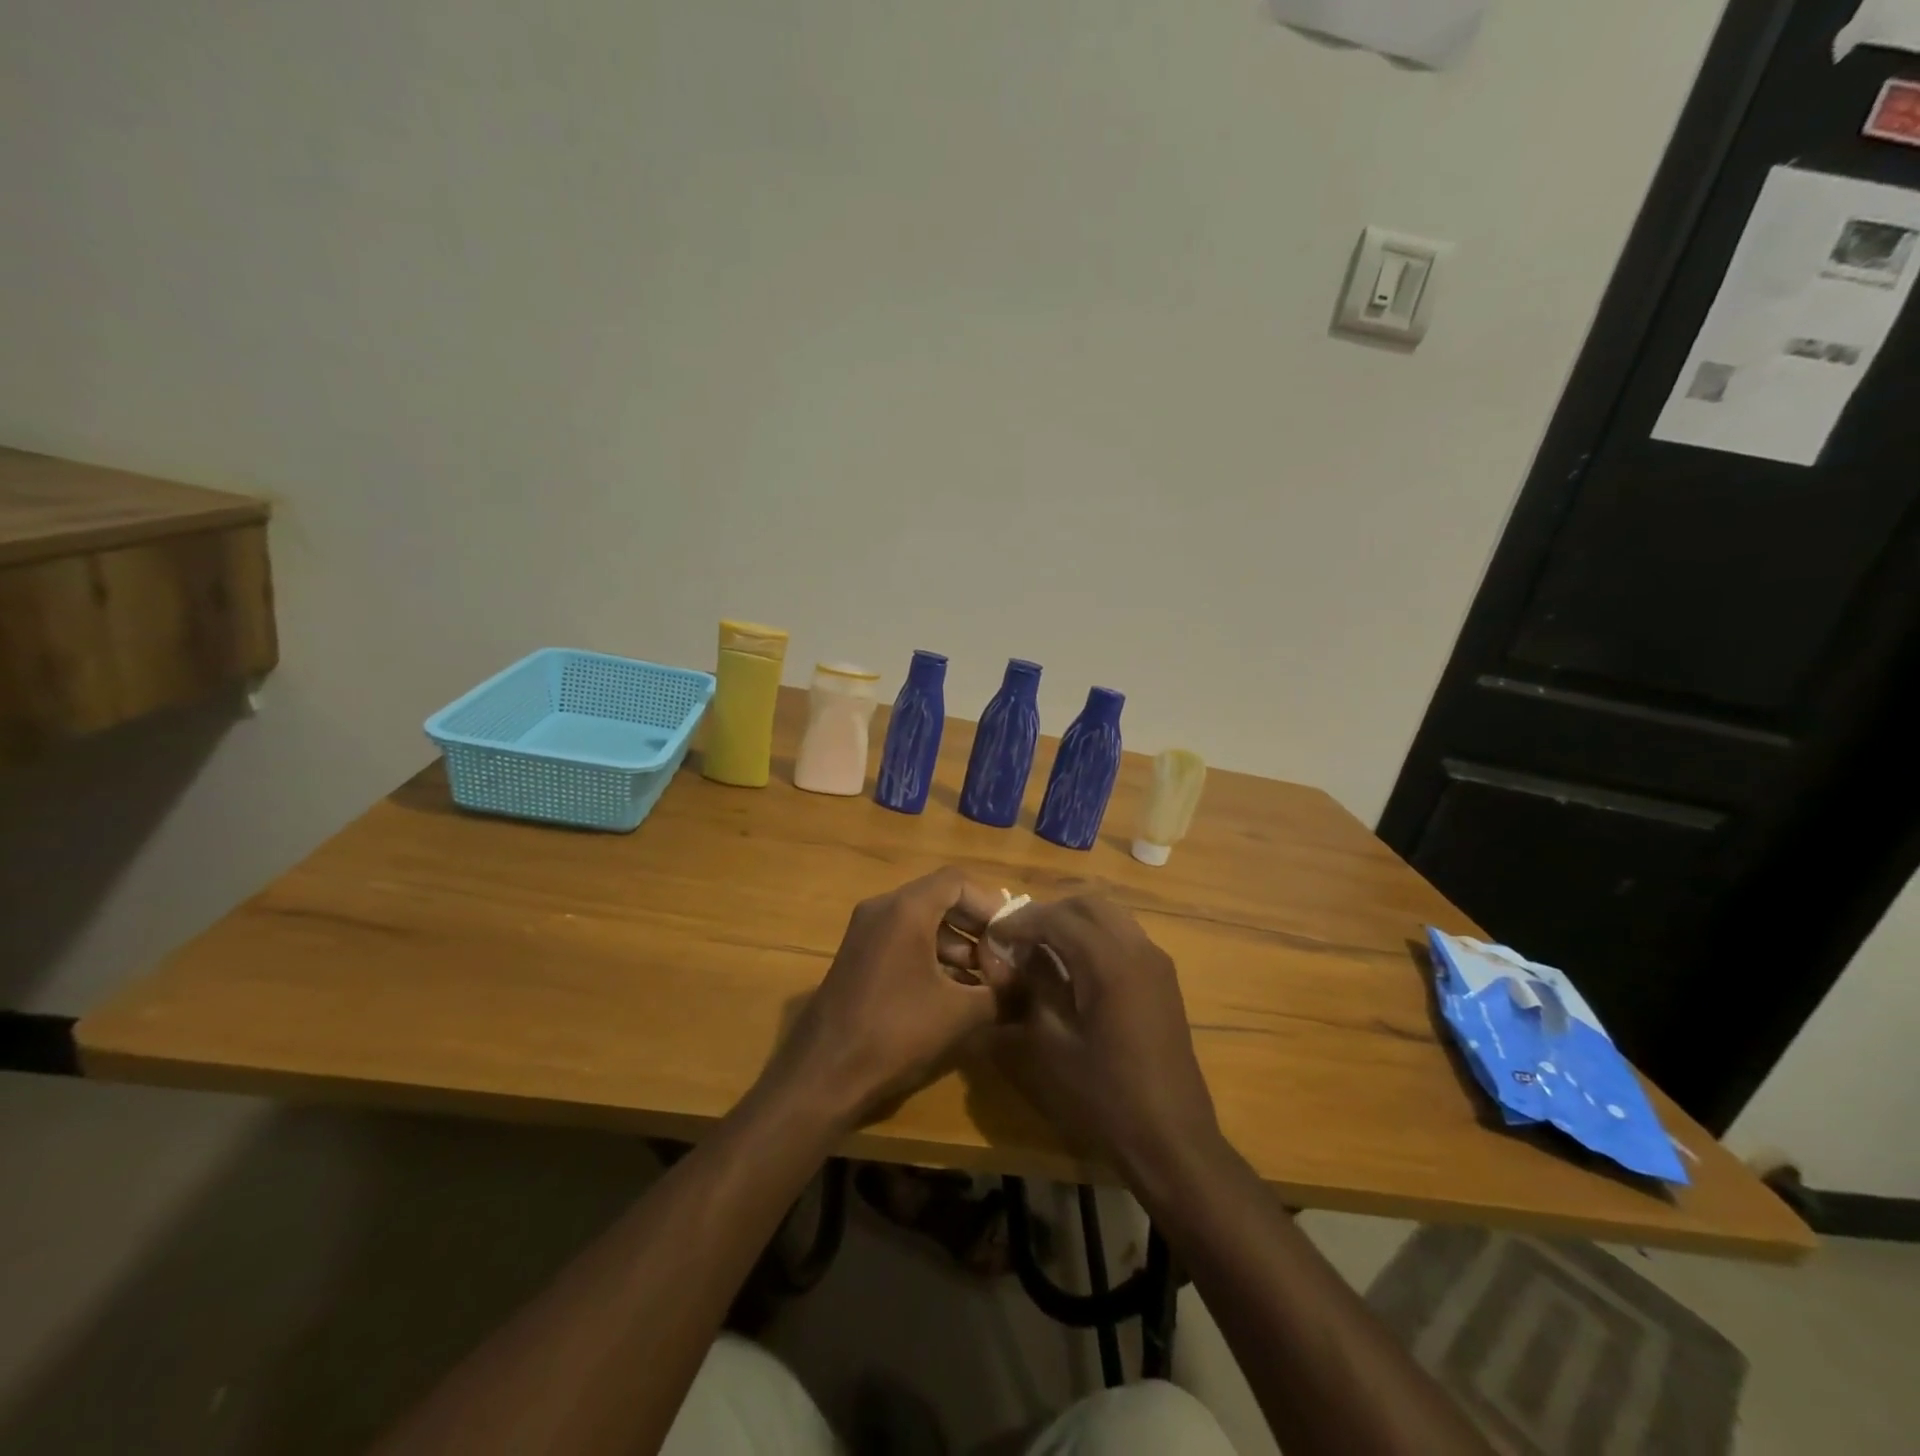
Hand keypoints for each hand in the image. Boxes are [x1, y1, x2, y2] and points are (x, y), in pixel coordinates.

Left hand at [763, 868, 1005, 1130]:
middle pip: (940, 899)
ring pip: (921, 922)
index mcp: (905, 909)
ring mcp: (865, 933)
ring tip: (987, 981)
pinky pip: (903, 941)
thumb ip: (1002, 994)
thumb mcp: (959, 1013)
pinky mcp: (858, 958)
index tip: (1013, 936)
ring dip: (957, 946)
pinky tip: (956, 992)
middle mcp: (882, 909)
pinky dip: (932, 957)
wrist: (823, 1074)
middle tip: (1005, 958)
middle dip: (976, 927)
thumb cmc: (895, 1032)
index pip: (957, 882)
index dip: (991, 905)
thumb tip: (1031, 988)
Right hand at [979, 895, 1220, 1184]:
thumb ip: (1031, 990)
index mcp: (1111, 962)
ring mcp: (1156, 962)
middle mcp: (1138, 949)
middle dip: (1048, 912)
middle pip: (1087, 904)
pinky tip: (1074, 966)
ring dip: (1073, 921)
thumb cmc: (1105, 1098)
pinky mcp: (1163, 979)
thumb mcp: (1051, 1047)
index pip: (1058, 918)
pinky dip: (1094, 935)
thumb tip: (1013, 958)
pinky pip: (1124, 935)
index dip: (1021, 921)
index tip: (994, 934)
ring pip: (1109, 915)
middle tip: (1016, 936)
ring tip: (1041, 947)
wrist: (1172, 1139)